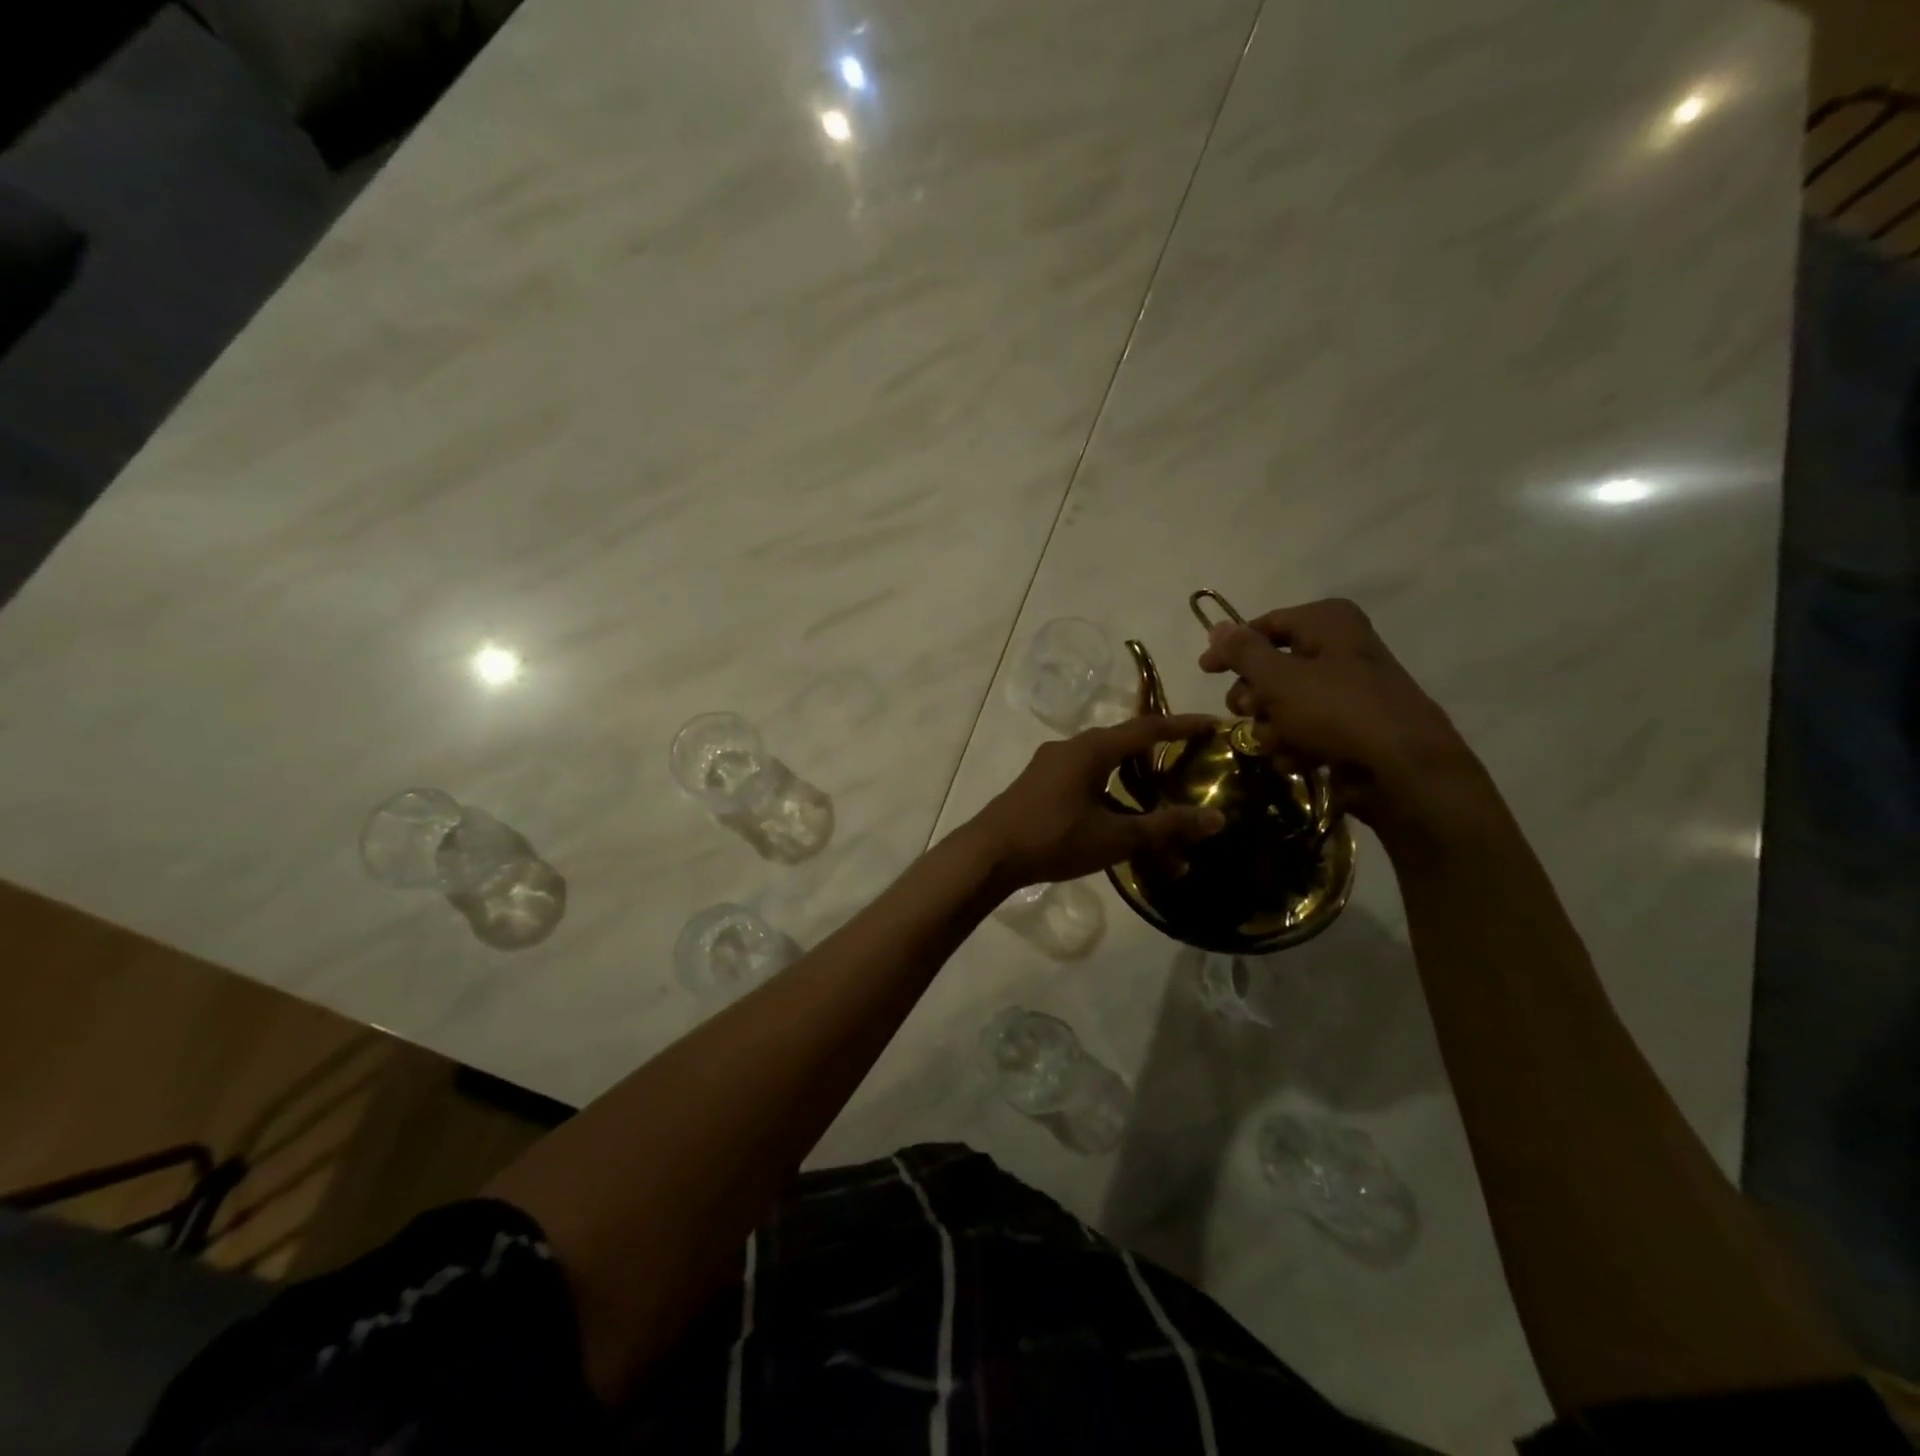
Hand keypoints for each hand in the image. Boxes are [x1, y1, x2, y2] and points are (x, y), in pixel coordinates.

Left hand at [966, 715, 1226, 889]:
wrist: (989, 854)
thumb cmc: (1054, 838)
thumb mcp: (1115, 837)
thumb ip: (1165, 827)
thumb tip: (1216, 819)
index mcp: (1090, 749)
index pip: (1146, 728)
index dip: (1181, 726)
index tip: (1212, 724)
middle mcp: (1070, 748)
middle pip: (1122, 742)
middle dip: (1156, 750)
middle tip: (1186, 758)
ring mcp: (1049, 765)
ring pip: (1100, 762)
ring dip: (1129, 777)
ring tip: (1155, 794)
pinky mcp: (1038, 784)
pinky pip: (1082, 776)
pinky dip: (1107, 789)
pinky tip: (1115, 814)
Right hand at [1197, 598, 1489, 839]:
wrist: (1404, 769)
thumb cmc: (1337, 711)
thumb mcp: (1278, 679)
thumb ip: (1242, 652)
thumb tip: (1217, 626)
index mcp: (1326, 623)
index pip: (1264, 626)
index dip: (1231, 649)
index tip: (1204, 671)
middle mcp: (1339, 647)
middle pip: (1272, 667)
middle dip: (1254, 697)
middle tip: (1248, 713)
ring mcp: (1348, 688)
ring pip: (1286, 703)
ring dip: (1271, 726)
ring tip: (1276, 743)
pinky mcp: (1353, 725)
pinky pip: (1308, 727)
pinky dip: (1295, 743)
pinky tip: (1294, 759)